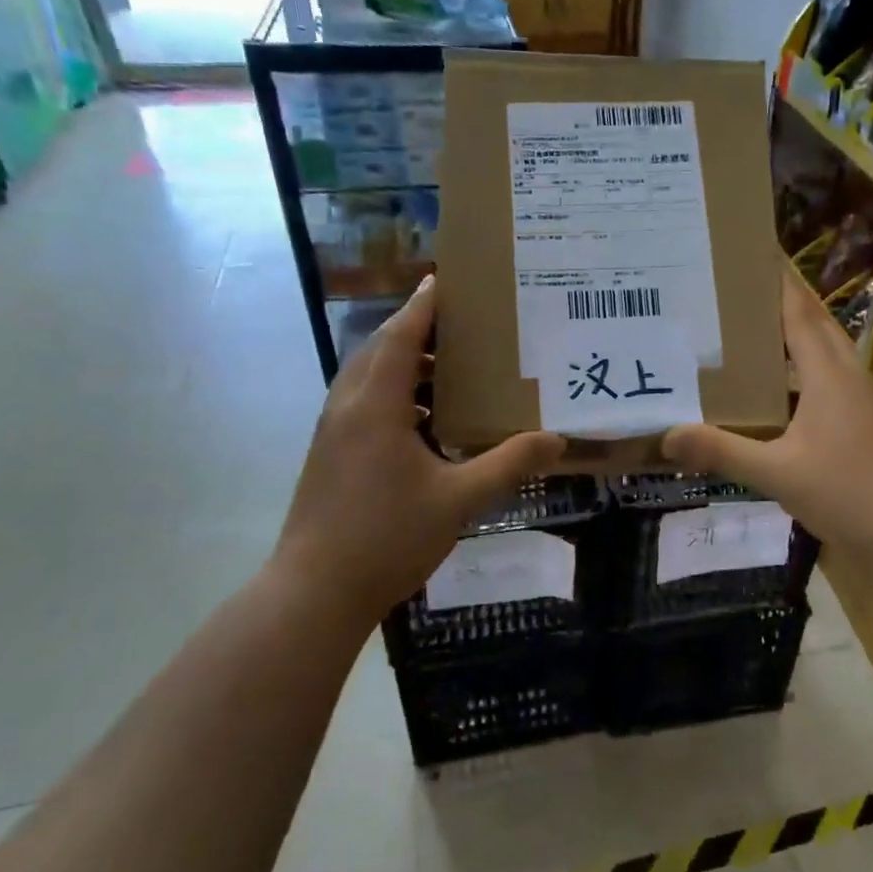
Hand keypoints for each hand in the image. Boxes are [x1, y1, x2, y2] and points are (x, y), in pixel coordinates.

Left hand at [267, 277, 564, 626]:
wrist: (315, 591)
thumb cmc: (387, 537)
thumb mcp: (459, 499)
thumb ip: (508, 464)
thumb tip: (556, 440)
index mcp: (374, 405)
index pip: (400, 336)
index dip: (424, 306)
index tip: (447, 280)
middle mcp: (347, 407)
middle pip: (381, 351)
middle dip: (418, 332)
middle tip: (462, 327)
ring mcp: (333, 432)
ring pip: (369, 380)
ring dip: (405, 366)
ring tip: (451, 370)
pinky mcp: (330, 455)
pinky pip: (365, 405)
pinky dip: (396, 397)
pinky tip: (428, 422)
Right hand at [663, 270, 872, 554]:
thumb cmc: (845, 491)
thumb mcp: (776, 473)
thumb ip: (722, 451)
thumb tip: (668, 435)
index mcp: (828, 373)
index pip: (798, 312)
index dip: (777, 281)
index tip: (752, 251)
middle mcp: (846, 374)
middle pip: (814, 322)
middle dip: (782, 298)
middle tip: (738, 285)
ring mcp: (858, 396)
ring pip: (823, 348)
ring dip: (792, 331)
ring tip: (749, 325)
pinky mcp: (860, 417)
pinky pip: (826, 375)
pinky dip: (799, 365)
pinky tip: (773, 383)